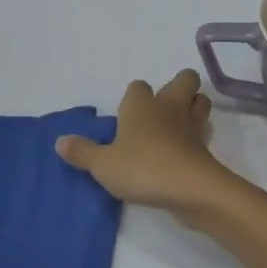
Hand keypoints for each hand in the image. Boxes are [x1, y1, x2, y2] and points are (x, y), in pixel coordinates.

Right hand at [54, 70, 232, 219]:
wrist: (188, 188)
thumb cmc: (141, 167)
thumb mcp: (103, 165)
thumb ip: (82, 152)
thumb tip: (60, 141)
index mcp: (142, 105)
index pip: (138, 86)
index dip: (134, 96)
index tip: (126, 114)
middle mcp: (169, 107)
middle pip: (185, 79)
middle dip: (179, 86)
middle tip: (163, 108)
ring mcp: (192, 125)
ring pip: (200, 102)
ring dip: (193, 107)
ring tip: (178, 125)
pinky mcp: (206, 147)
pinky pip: (204, 132)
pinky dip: (198, 136)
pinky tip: (186, 149)